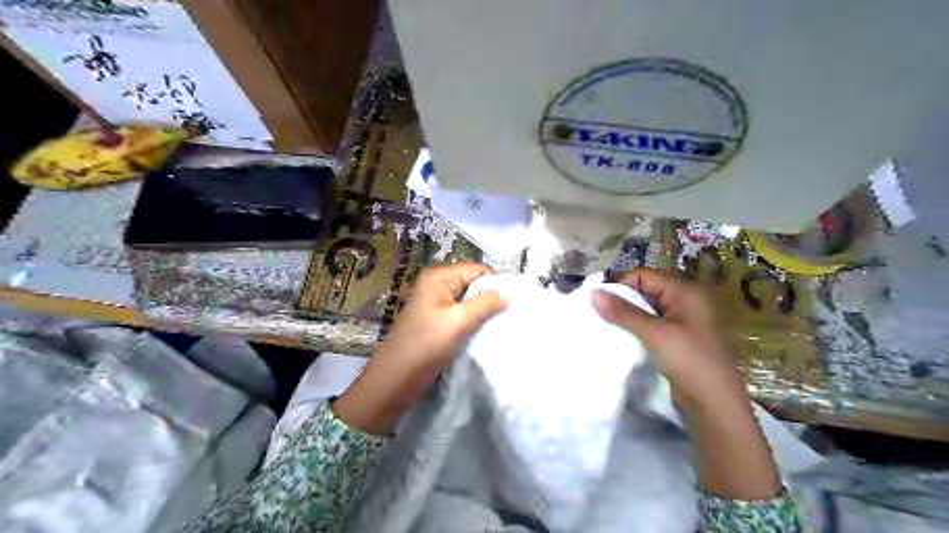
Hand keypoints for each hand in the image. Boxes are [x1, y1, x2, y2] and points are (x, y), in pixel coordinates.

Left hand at [330, 261, 502, 436]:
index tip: (517, 300)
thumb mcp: (458, 321)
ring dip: (485, 312)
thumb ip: (485, 304)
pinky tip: (488, 332)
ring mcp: (436, 305)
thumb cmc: (425, 346)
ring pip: (470, 301)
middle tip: (514, 314)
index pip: (477, 270)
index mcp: (438, 277)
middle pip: (474, 284)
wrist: (395, 381)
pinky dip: (475, 322)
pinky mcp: (438, 323)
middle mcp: (437, 286)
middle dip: (492, 297)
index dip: (497, 283)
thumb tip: (508, 293)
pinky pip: (463, 316)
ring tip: (504, 324)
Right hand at [591, 267, 745, 411]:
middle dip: (623, 300)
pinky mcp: (677, 338)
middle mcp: (684, 300)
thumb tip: (593, 293)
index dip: (623, 286)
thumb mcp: (654, 334)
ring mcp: (682, 320)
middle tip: (603, 316)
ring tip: (610, 327)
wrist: (715, 404)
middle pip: (645, 289)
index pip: (644, 275)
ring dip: (628, 315)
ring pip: (647, 308)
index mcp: (685, 291)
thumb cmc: (689, 361)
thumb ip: (623, 312)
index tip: (603, 304)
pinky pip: (652, 324)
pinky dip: (637, 327)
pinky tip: (624, 337)